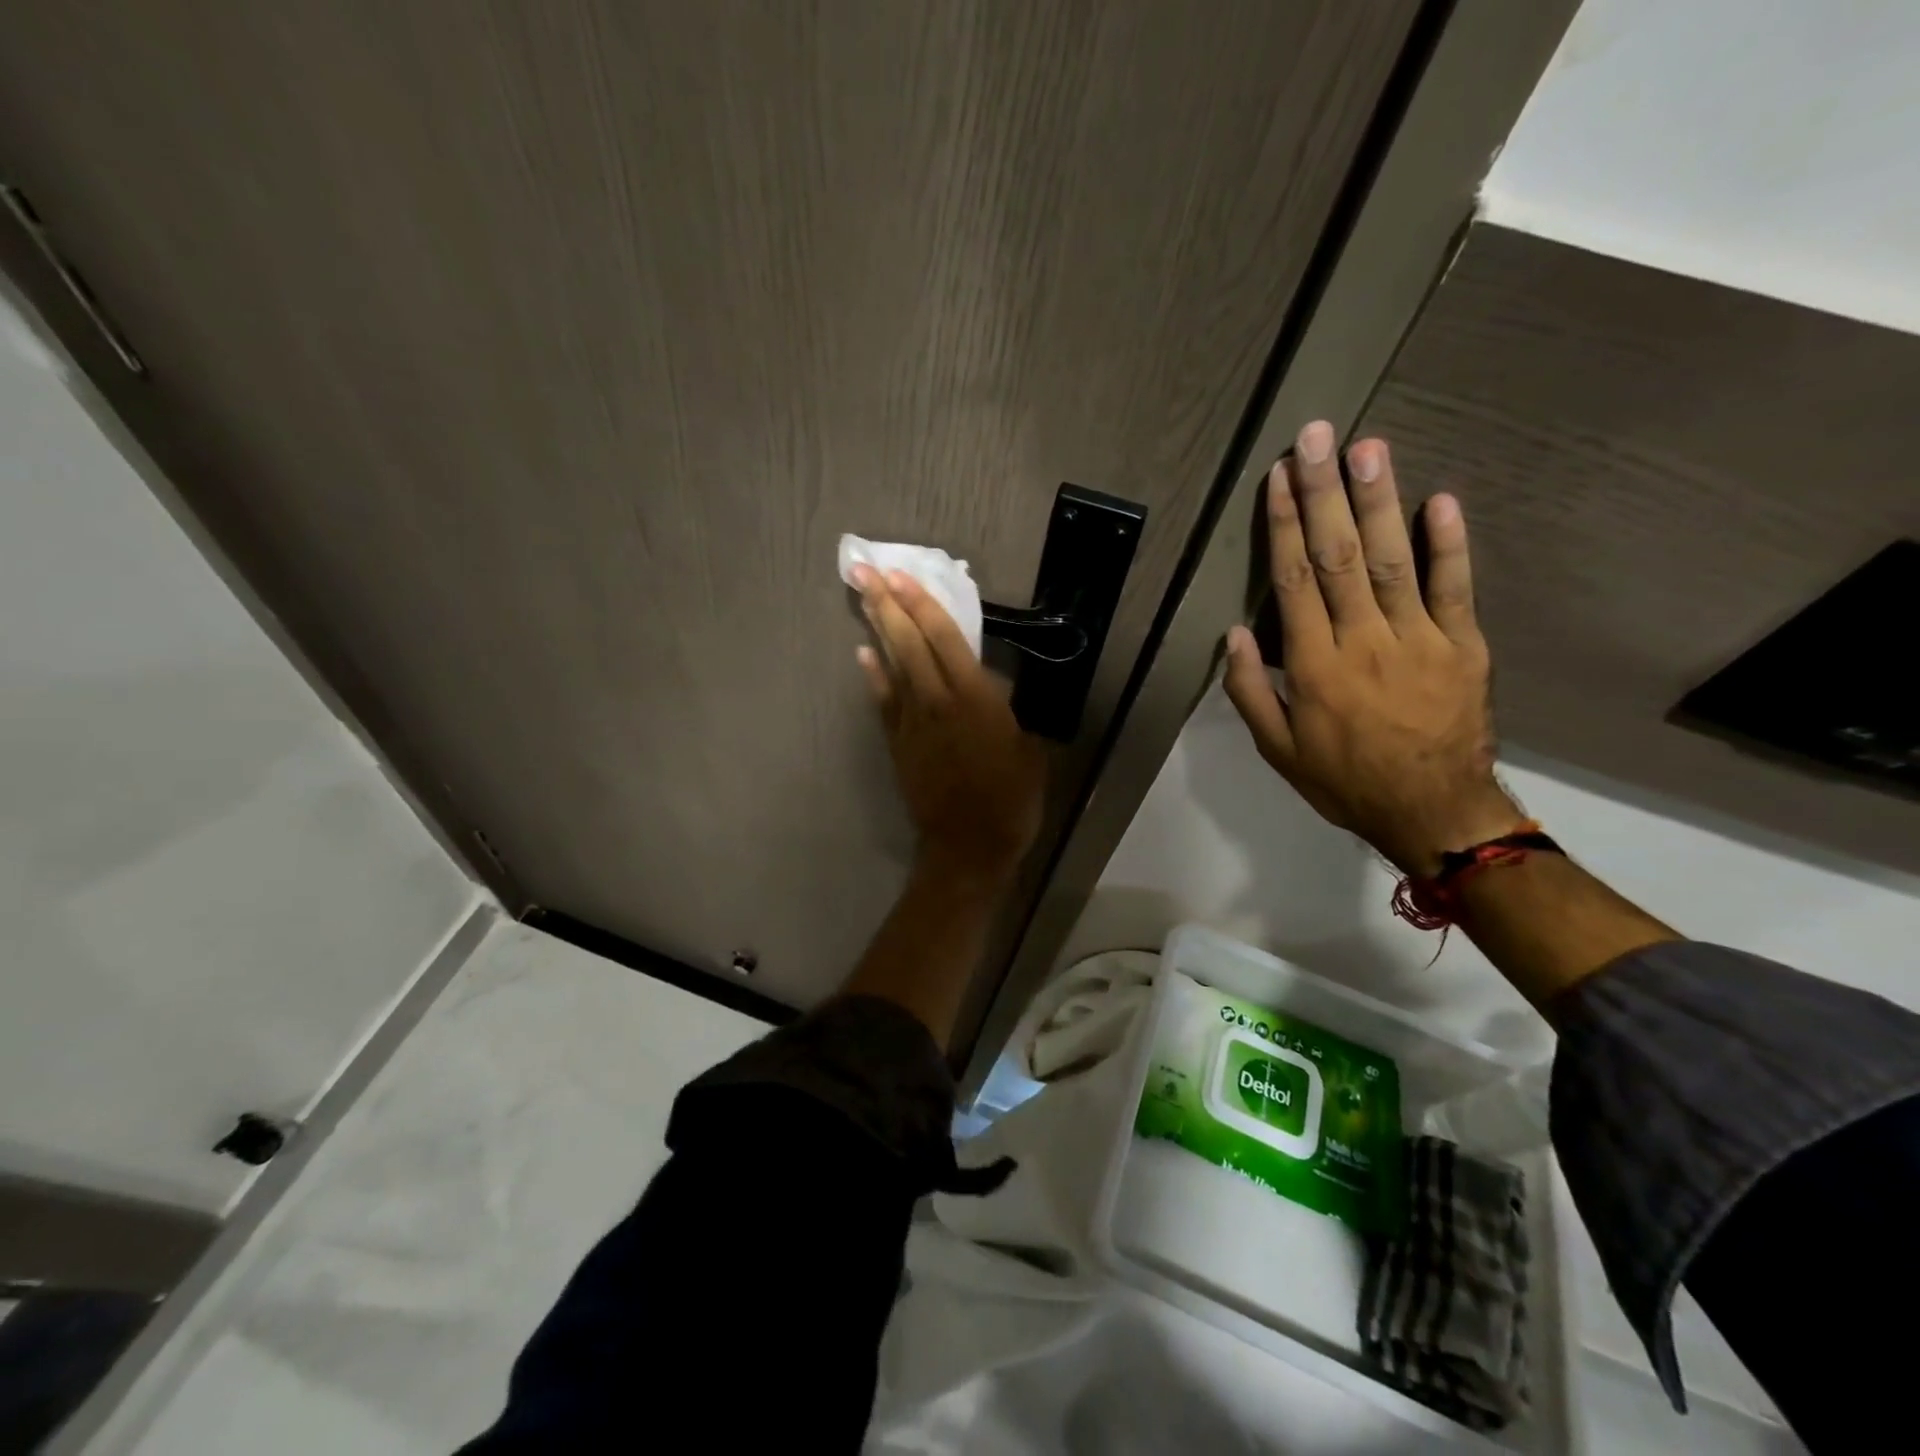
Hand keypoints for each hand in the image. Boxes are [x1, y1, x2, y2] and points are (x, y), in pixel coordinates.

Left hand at [851, 564, 1045, 879]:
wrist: (968, 847)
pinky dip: (873, 676)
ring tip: (863, 596)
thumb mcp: (1029, 750)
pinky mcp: (898, 744)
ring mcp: (912, 723)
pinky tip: (863, 654)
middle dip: (888, 604)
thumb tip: (997, 690)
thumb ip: (1010, 713)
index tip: (902, 575)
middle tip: (866, 570)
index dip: (923, 605)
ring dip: (877, 629)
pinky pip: (883, 702)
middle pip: (909, 643)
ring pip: (892, 666)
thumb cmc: (1010, 799)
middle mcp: (938, 702)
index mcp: (975, 699)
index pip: (945, 640)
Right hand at [1223, 421, 1519, 875]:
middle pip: (1339, 555)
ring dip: (1378, 502)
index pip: (1294, 580)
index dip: (1284, 524)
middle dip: (1325, 492)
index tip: (1278, 477)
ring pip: (1393, 560)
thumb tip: (1234, 634)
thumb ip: (1252, 690)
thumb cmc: (1344, 780)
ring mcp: (1420, 639)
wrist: (1433, 812)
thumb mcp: (1278, 749)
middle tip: (1318, 436)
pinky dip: (1449, 543)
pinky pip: (1456, 588)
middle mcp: (1364, 641)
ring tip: (1368, 449)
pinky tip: (1440, 500)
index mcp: (1315, 665)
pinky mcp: (1464, 645)